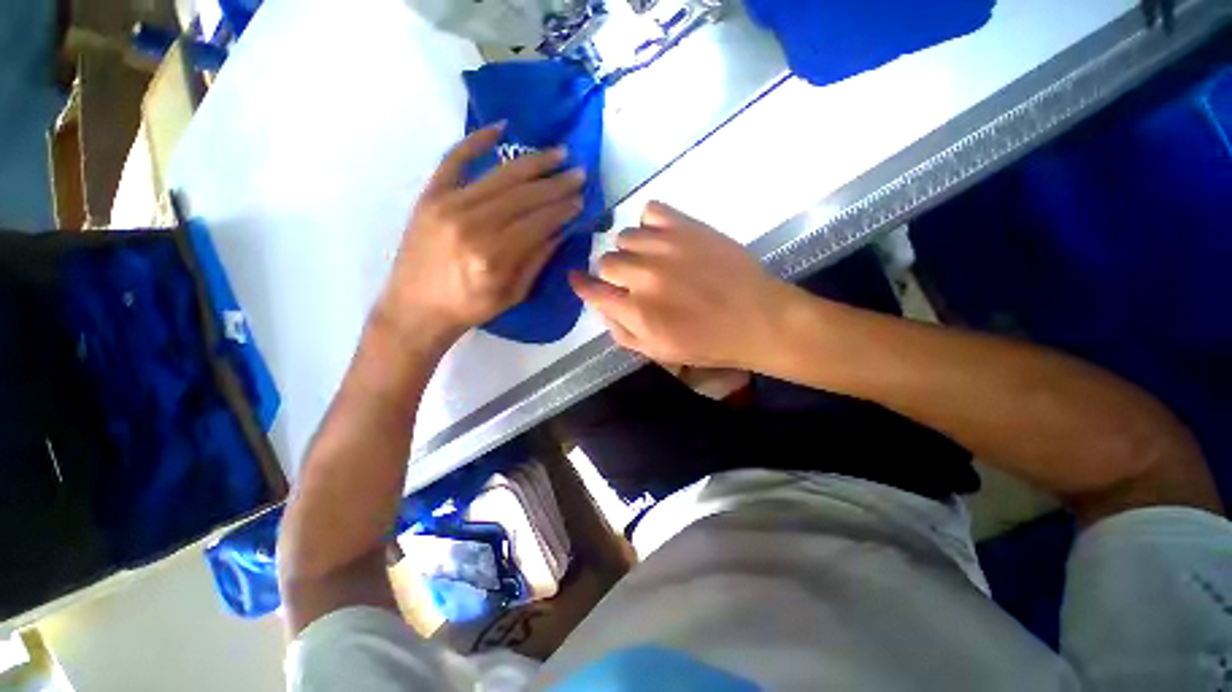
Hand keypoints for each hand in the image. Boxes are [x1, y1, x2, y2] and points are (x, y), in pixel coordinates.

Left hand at [380, 123, 584, 342]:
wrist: (416, 307)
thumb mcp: (513, 294)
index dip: (563, 209)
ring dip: (533, 162)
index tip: (581, 199)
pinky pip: (454, 159)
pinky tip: (502, 127)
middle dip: (556, 183)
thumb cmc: (469, 307)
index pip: (538, 222)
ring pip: (500, 175)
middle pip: (524, 195)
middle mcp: (472, 224)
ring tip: (558, 152)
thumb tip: (560, 231)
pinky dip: (477, 140)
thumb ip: (537, 260)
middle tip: (579, 173)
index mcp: (493, 256)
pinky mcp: (431, 195)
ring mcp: (448, 204)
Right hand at [569, 201, 795, 368]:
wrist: (757, 319)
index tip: (578, 280)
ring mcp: (665, 247)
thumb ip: (622, 332)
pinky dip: (649, 224)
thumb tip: (602, 307)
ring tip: (651, 260)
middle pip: (606, 261)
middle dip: (613, 273)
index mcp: (637, 312)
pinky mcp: (686, 226)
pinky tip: (661, 238)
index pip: (592, 291)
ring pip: (624, 236)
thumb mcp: (658, 353)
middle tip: (632, 281)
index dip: (581, 285)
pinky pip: (650, 211)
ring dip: (632, 250)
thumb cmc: (707, 343)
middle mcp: (644, 276)